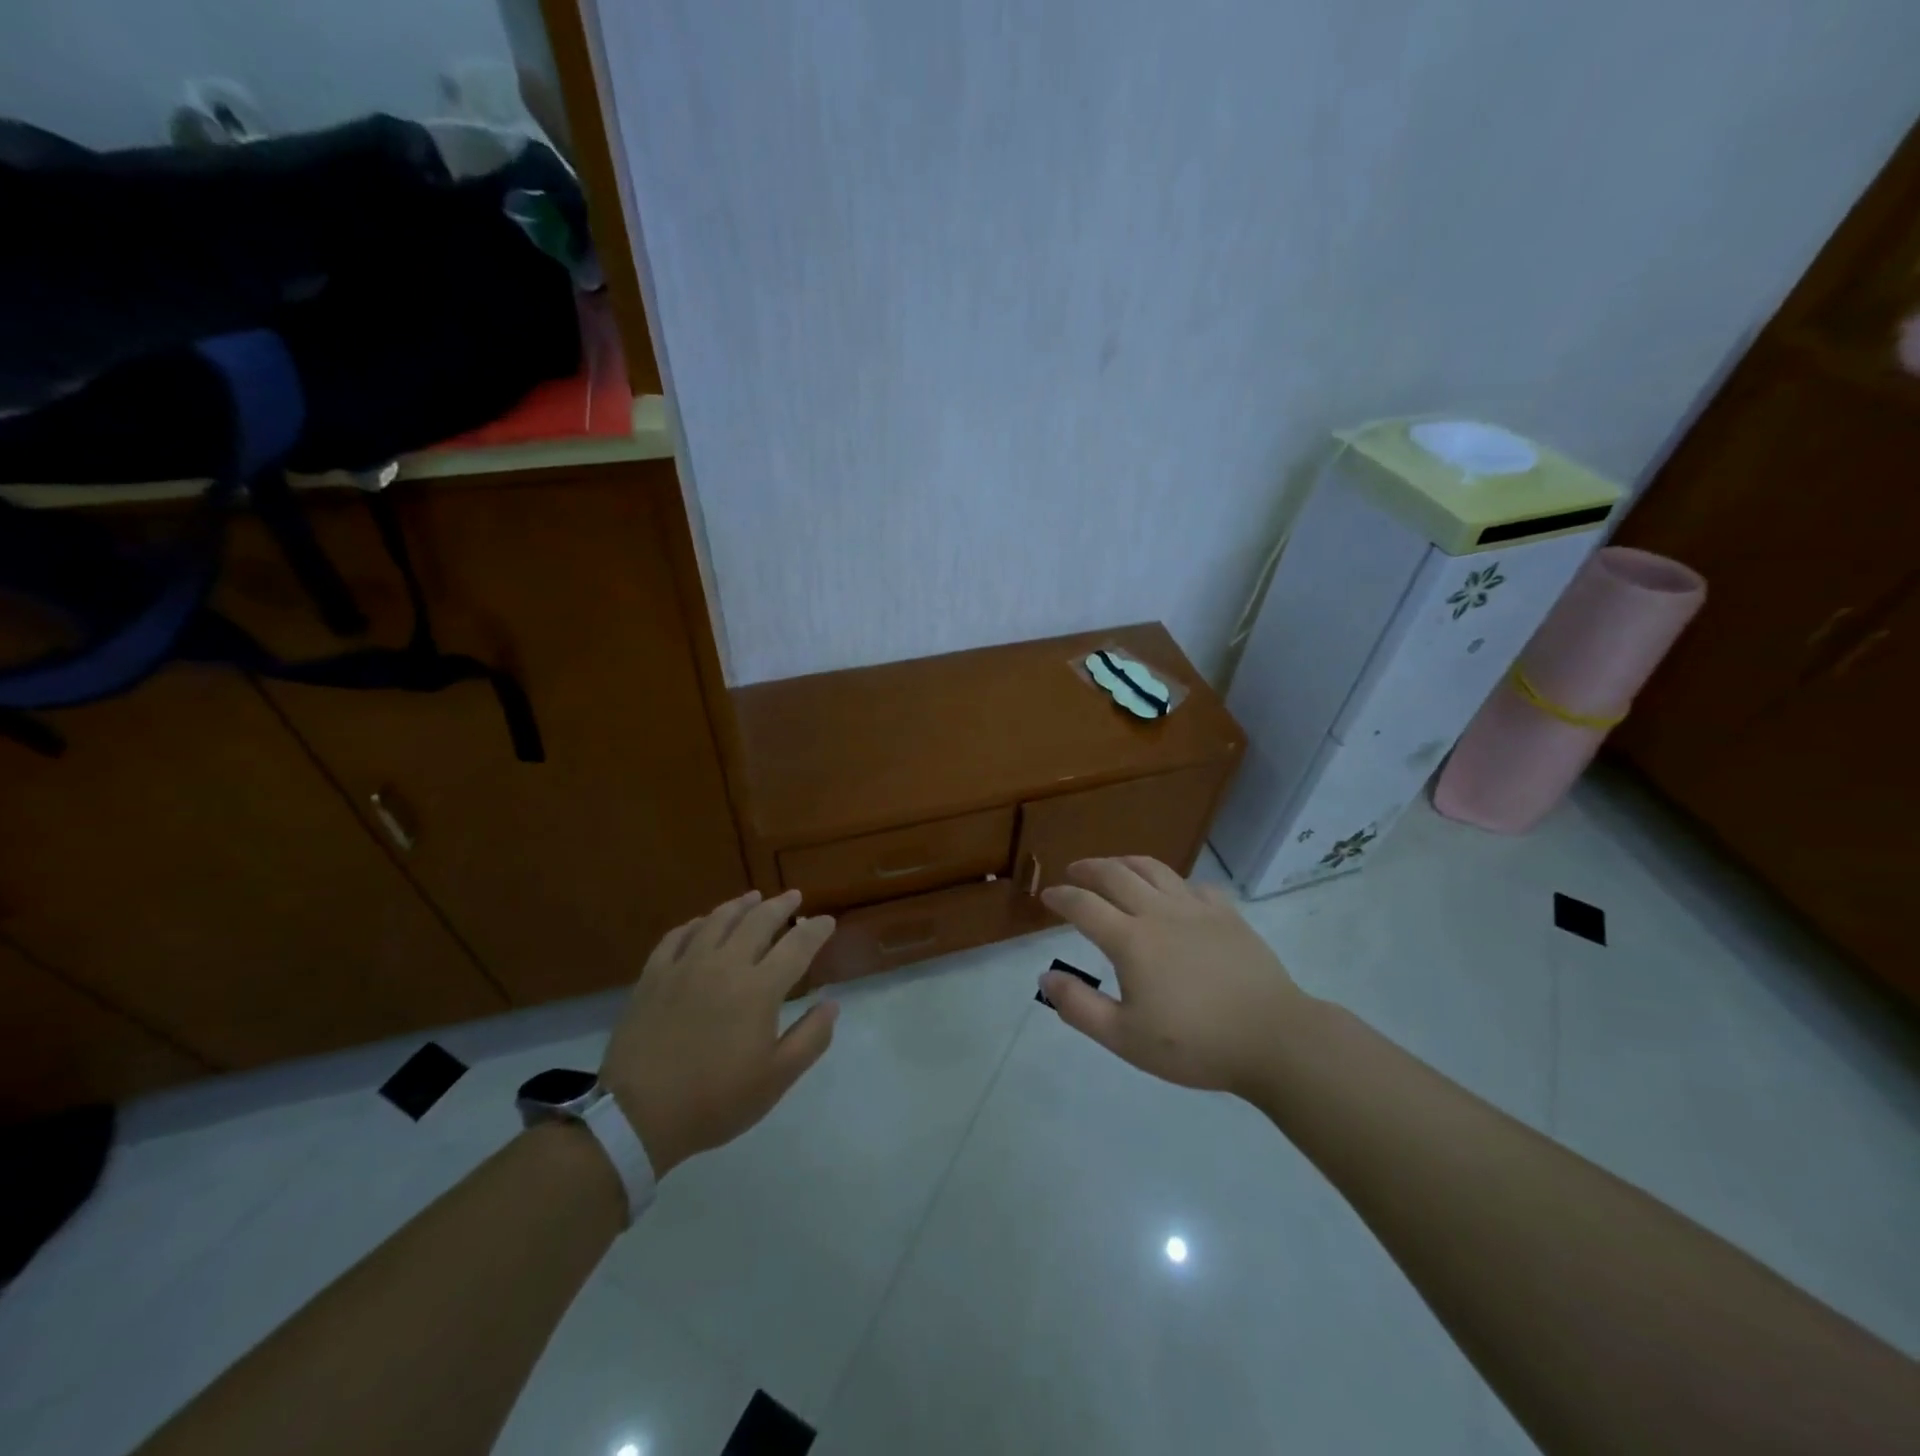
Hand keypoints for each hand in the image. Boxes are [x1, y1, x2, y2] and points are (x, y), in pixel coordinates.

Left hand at [600, 889, 837, 1176]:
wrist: (638, 1116)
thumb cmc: (714, 1101)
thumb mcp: (776, 1079)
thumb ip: (810, 1038)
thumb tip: (831, 1004)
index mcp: (759, 988)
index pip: (797, 946)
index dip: (816, 930)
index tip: (827, 921)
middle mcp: (725, 965)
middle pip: (758, 921)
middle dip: (781, 906)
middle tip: (794, 896)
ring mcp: (685, 966)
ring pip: (717, 920)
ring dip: (740, 905)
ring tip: (753, 897)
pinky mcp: (653, 976)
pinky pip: (677, 937)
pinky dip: (695, 924)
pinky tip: (701, 923)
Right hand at [1039, 857, 1311, 1096]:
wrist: (1273, 1038)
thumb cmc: (1194, 1044)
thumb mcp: (1125, 1038)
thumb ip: (1080, 1007)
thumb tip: (1046, 976)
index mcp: (1131, 940)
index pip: (1084, 905)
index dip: (1061, 897)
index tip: (1047, 896)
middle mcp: (1159, 912)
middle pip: (1115, 875)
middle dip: (1088, 869)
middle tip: (1074, 871)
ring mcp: (1196, 909)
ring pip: (1154, 869)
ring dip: (1126, 863)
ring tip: (1114, 867)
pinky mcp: (1227, 914)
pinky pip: (1193, 885)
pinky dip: (1173, 882)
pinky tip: (1173, 893)